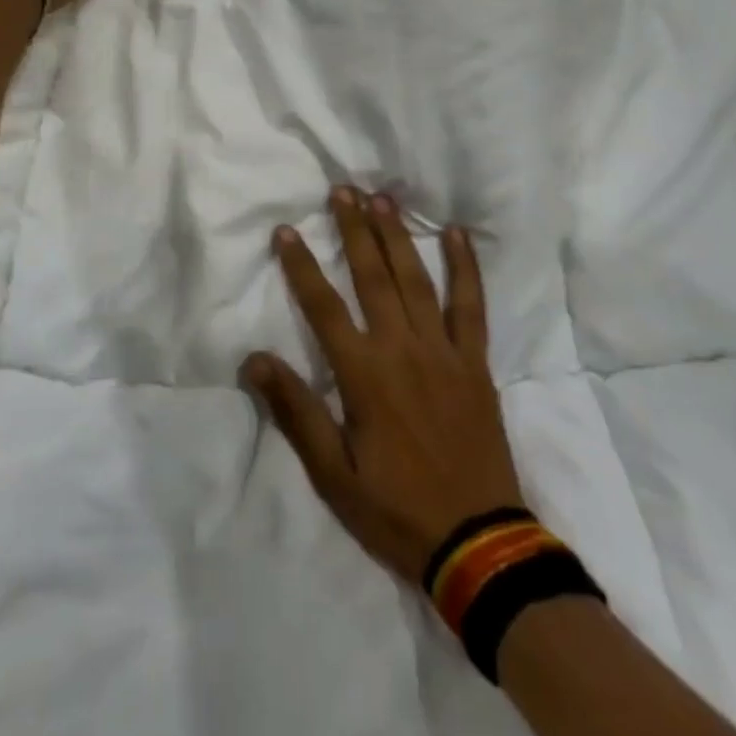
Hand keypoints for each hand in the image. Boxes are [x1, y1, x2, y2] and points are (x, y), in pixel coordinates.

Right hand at [242, 187, 525, 586]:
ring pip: (416, 280)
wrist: (480, 545)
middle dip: (354, 230)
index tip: (286, 231)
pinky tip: (458, 235)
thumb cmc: (397, 510)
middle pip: (373, 277)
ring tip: (382, 199)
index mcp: (364, 375)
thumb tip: (254, 359)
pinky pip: (471, 306)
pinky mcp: (474, 363)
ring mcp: (444, 352)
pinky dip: (465, 269)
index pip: (323, 306)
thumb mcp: (333, 474)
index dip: (301, 266)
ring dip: (397, 236)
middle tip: (342, 190)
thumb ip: (295, 411)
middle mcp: (402, 350)